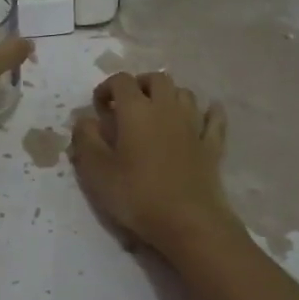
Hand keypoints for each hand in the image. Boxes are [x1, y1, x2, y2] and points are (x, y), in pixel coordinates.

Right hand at [69, 71, 238, 253]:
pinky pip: (214, 118)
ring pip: (184, 93)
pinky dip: (208, 112)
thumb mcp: (96, 171)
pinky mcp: (212, 145)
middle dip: (140, 85)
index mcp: (136, 110)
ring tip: (158, 112)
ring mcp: (193, 125)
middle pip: (157, 79)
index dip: (107, 88)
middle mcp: (167, 108)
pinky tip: (206, 115)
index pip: (121, 81)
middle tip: (127, 105)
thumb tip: (84, 120)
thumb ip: (86, 139)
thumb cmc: (137, 194)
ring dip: (170, 96)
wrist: (188, 221)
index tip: (99, 107)